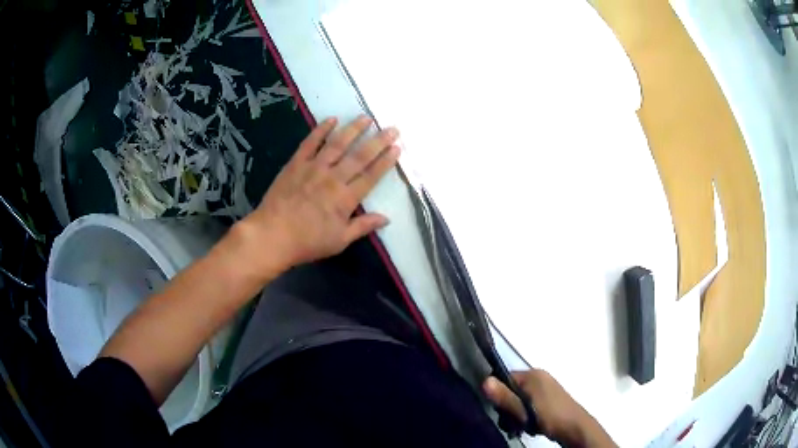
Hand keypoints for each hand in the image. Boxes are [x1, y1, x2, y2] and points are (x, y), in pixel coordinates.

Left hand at [238, 115, 399, 276]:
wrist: (272, 235)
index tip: (397, 148)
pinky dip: (321, 130)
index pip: (371, 176)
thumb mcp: (339, 241)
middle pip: (359, 156)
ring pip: (337, 144)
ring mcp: (313, 168)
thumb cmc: (307, 242)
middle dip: (378, 141)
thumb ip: (363, 226)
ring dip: (353, 129)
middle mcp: (333, 178)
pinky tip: (331, 119)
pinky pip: (310, 143)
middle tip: (392, 128)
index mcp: (345, 199)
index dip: (386, 161)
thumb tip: (386, 218)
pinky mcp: (296, 163)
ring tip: (366, 118)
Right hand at [483, 370, 615, 446]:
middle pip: (512, 390)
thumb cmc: (550, 416)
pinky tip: (531, 426)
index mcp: (533, 374)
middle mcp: (540, 377)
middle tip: (513, 422)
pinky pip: (530, 404)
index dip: (498, 394)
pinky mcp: (550, 399)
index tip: (500, 410)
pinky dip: (527, 415)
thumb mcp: (524, 410)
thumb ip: (505, 397)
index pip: (504, 378)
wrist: (575, 427)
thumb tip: (484, 381)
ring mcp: (546, 388)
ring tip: (523, 426)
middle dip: (509, 407)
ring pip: (520, 400)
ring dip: (518, 414)